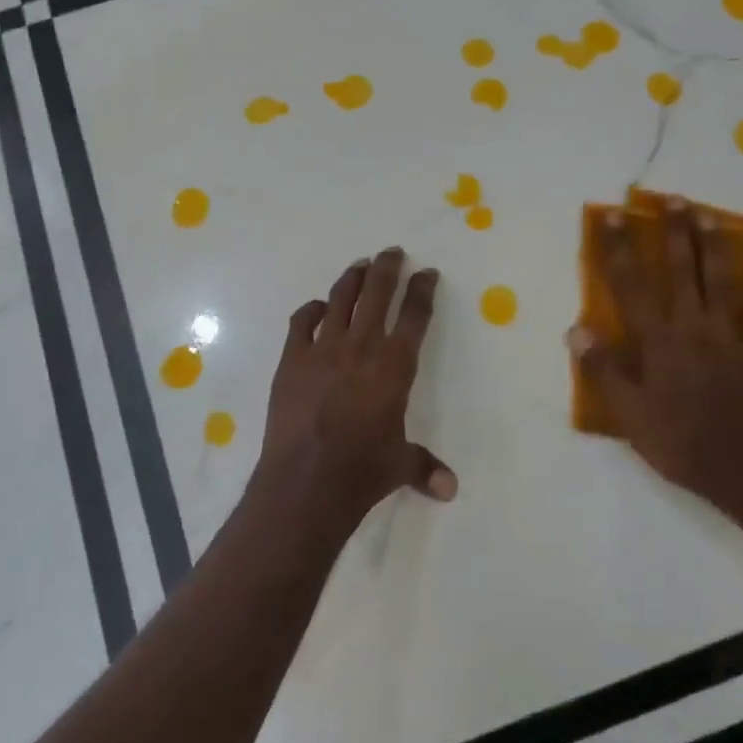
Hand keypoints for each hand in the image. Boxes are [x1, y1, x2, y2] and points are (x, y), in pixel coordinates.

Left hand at [255, 248, 456, 535]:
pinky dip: (310, 310)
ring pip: (340, 300)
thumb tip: (450, 489)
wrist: (306, 480)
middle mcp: (362, 347)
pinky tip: (316, 308)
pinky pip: (301, 322)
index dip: (423, 290)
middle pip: (377, 294)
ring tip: (360, 266)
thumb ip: (425, 466)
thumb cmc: (362, 470)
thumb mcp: (400, 466)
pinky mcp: (292, 359)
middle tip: (392, 252)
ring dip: (352, 279)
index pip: (415, 316)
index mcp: (395, 365)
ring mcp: (323, 349)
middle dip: (388, 268)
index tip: (427, 273)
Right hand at [571, 200, 742, 510]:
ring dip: (713, 245)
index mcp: (657, 341)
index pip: (631, 286)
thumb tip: (576, 328)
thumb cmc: (679, 442)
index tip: (612, 216)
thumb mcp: (628, 413)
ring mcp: (730, 338)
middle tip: (671, 197)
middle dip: (673, 232)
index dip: (619, 249)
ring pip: (720, 282)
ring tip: (707, 214)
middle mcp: (692, 328)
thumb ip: (603, 369)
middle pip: (681, 271)